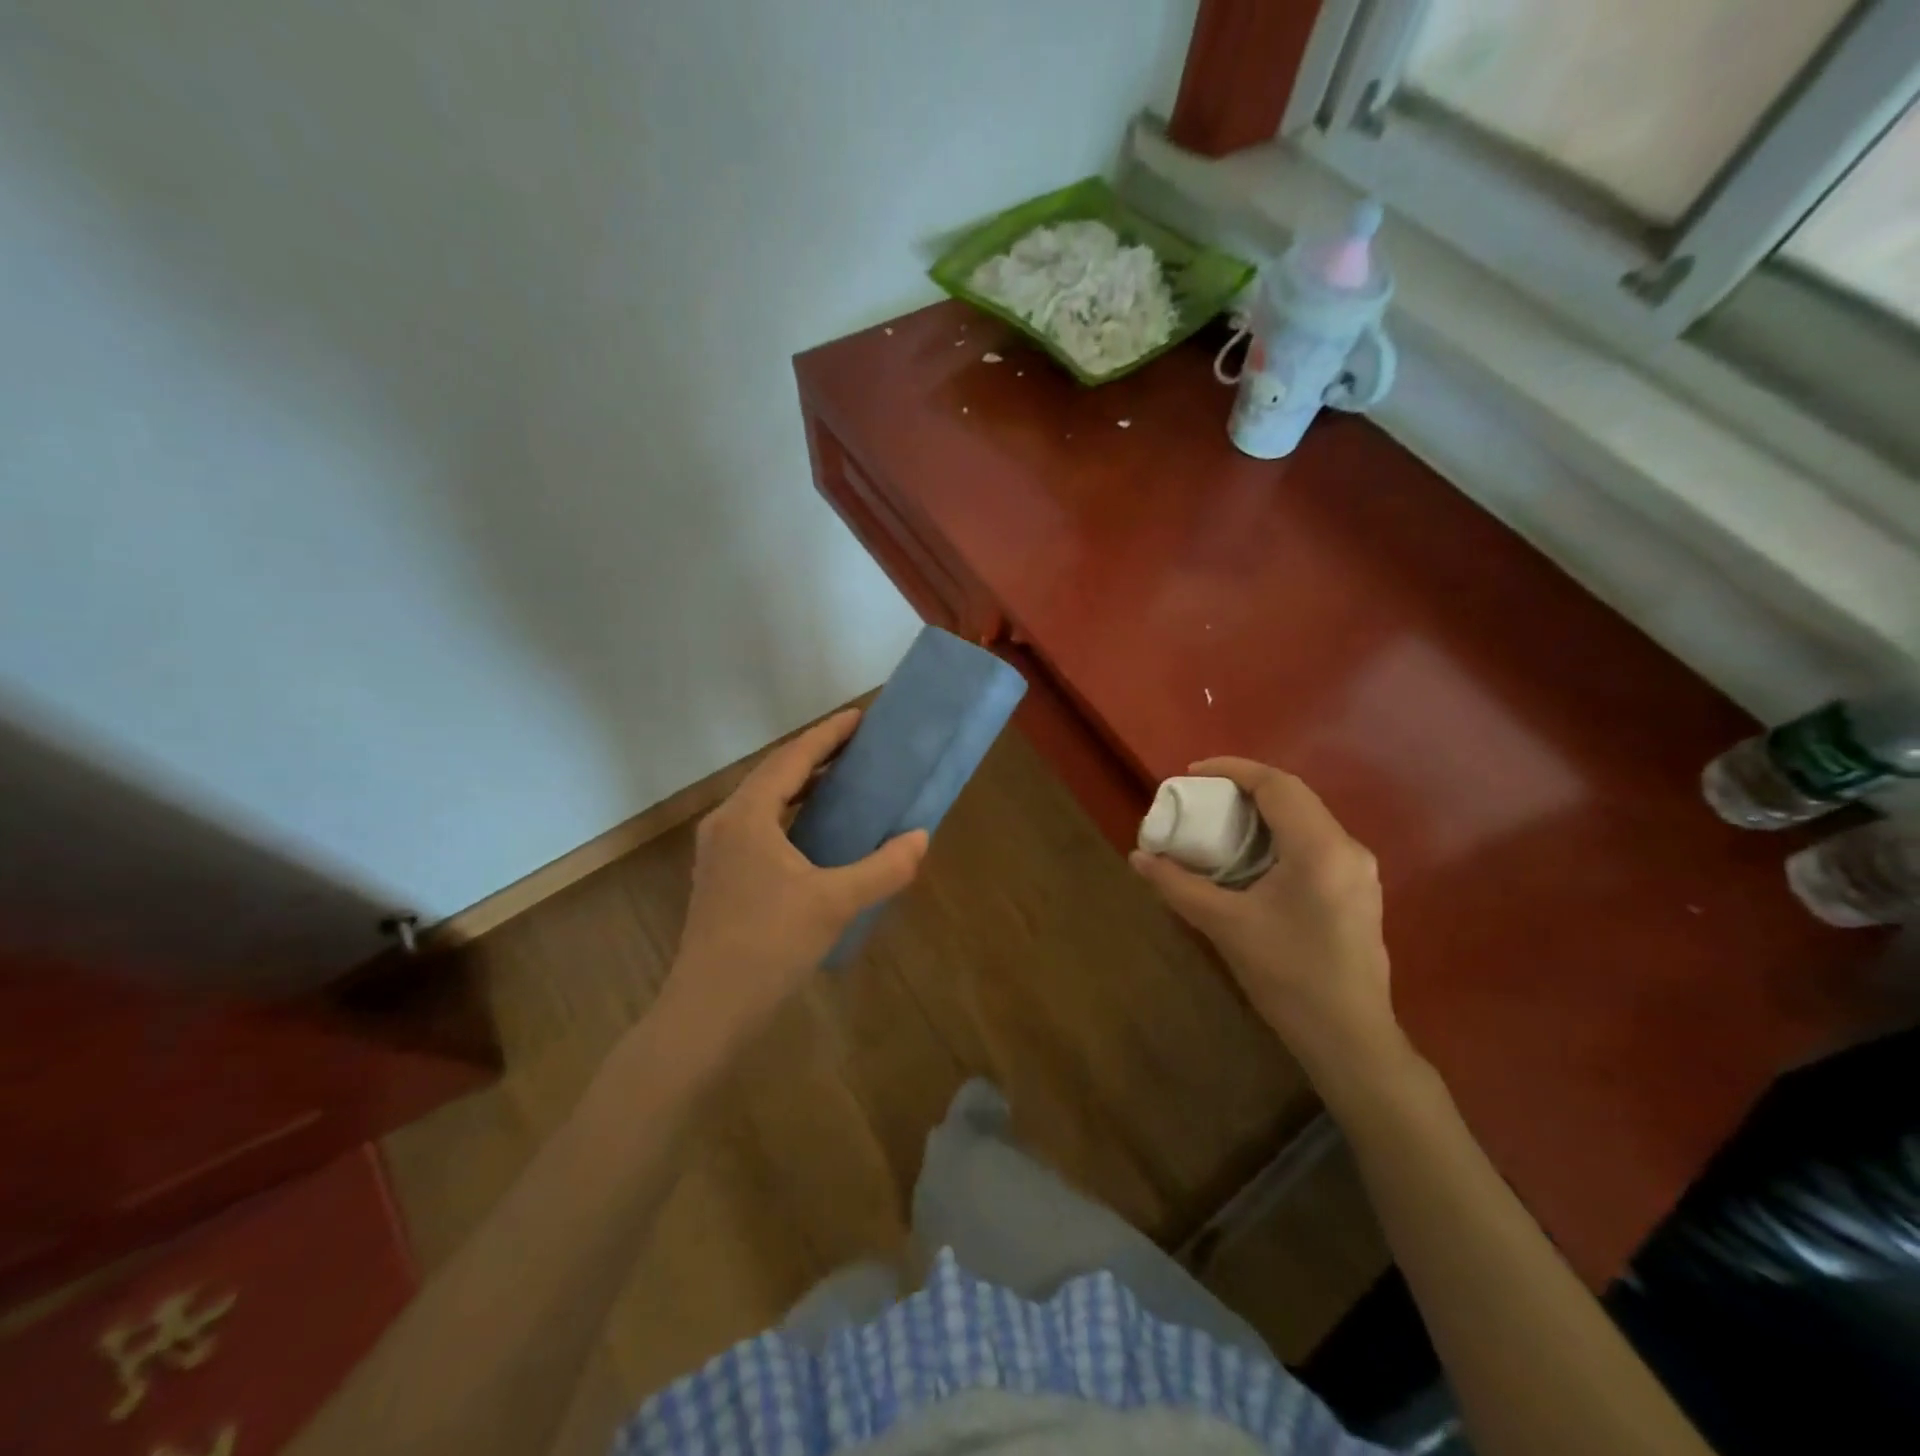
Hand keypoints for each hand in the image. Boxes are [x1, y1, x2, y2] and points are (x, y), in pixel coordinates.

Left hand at [664, 709, 927, 1044]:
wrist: (710, 1009)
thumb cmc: (769, 945)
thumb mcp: (835, 903)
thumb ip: (883, 868)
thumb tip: (919, 838)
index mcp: (748, 816)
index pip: (792, 759)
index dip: (827, 734)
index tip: (860, 717)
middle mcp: (727, 823)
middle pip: (775, 773)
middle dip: (816, 755)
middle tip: (858, 746)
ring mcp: (719, 851)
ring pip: (764, 800)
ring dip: (801, 784)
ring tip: (842, 779)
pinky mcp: (721, 875)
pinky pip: (760, 825)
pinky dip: (790, 813)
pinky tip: (815, 830)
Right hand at [1130, 757, 1397, 1073]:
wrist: (1350, 1038)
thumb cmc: (1287, 977)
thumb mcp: (1225, 926)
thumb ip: (1178, 885)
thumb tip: (1137, 857)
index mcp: (1319, 849)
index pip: (1276, 785)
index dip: (1232, 770)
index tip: (1192, 775)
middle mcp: (1347, 848)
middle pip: (1294, 795)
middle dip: (1245, 788)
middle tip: (1202, 798)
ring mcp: (1359, 870)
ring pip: (1307, 818)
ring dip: (1263, 811)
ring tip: (1222, 823)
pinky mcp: (1359, 889)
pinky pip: (1315, 841)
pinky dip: (1280, 834)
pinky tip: (1254, 858)